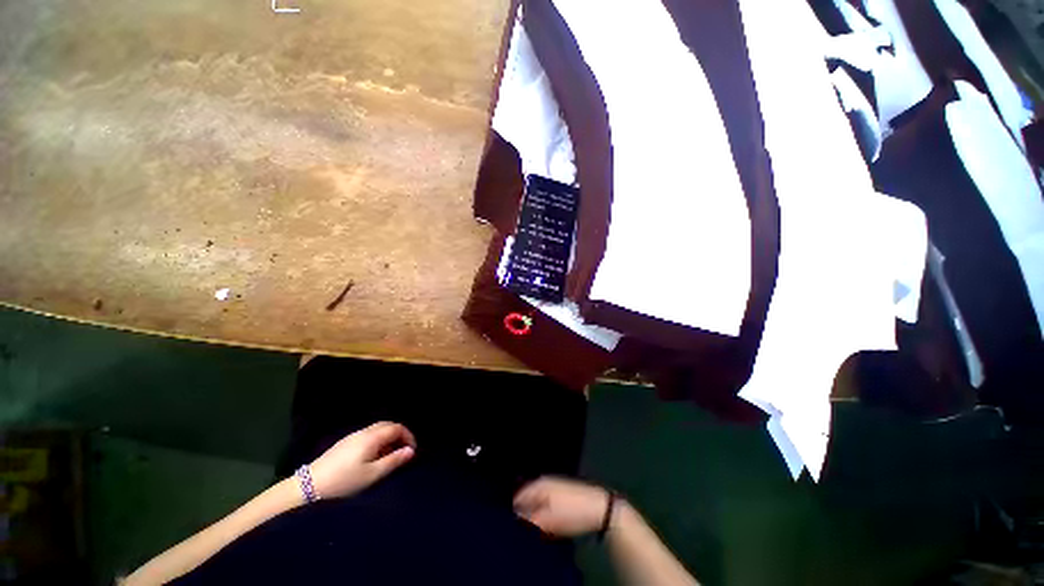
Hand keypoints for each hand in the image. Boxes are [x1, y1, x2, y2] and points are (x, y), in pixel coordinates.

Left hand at [308, 422, 415, 499]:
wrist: (308, 486)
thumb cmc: (344, 481)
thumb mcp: (372, 475)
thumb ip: (393, 461)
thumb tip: (411, 451)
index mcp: (372, 437)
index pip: (398, 428)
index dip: (408, 437)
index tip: (411, 452)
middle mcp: (364, 432)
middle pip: (388, 425)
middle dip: (399, 435)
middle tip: (402, 452)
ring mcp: (353, 436)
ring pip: (377, 429)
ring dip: (388, 438)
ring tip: (389, 456)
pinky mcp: (344, 443)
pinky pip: (368, 435)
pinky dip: (378, 440)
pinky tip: (373, 456)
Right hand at [513, 476, 613, 536]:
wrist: (599, 507)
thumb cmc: (571, 513)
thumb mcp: (547, 520)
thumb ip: (528, 521)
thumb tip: (516, 522)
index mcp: (537, 484)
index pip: (517, 497)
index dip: (513, 514)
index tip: (514, 529)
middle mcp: (543, 481)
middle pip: (526, 499)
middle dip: (524, 514)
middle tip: (526, 531)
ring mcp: (554, 486)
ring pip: (537, 502)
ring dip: (535, 515)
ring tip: (538, 530)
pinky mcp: (562, 493)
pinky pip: (546, 503)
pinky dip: (545, 513)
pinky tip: (549, 525)